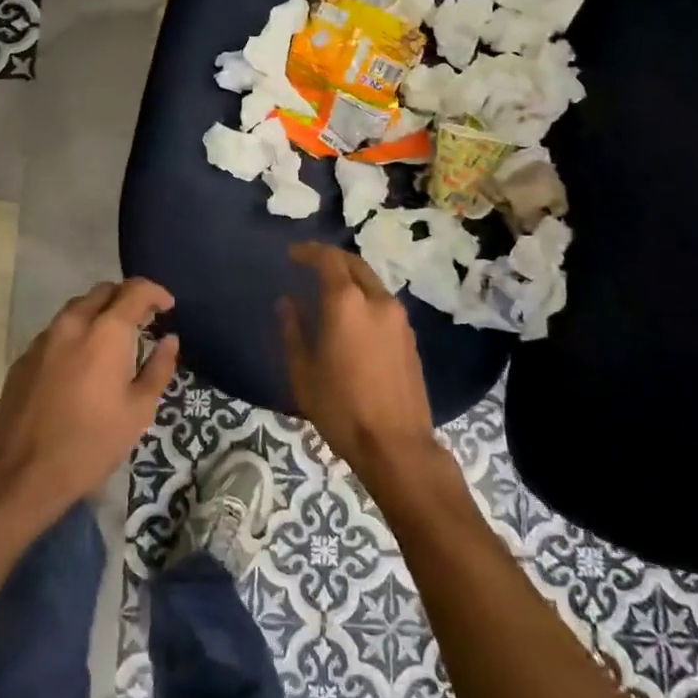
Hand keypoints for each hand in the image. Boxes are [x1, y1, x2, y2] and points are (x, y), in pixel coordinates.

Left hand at [0, 278, 179, 526]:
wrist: (23, 474)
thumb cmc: (92, 443)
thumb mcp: (139, 410)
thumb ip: (158, 367)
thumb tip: (169, 340)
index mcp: (106, 332)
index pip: (135, 290)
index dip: (156, 293)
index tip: (167, 307)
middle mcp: (73, 323)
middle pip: (103, 291)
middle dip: (126, 298)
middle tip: (143, 322)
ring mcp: (43, 338)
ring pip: (77, 308)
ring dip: (99, 314)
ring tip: (113, 341)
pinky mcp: (24, 357)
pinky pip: (56, 332)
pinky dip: (76, 334)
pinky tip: (81, 364)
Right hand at [280, 243, 438, 483]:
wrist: (396, 446)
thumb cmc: (341, 408)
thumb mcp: (304, 371)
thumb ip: (293, 330)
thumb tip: (287, 302)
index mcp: (347, 303)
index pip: (329, 259)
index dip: (309, 251)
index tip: (292, 254)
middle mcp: (377, 301)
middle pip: (355, 264)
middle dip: (331, 259)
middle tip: (309, 264)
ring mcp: (399, 318)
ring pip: (372, 282)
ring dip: (350, 278)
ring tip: (328, 290)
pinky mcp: (410, 337)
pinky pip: (383, 303)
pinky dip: (364, 297)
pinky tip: (351, 316)